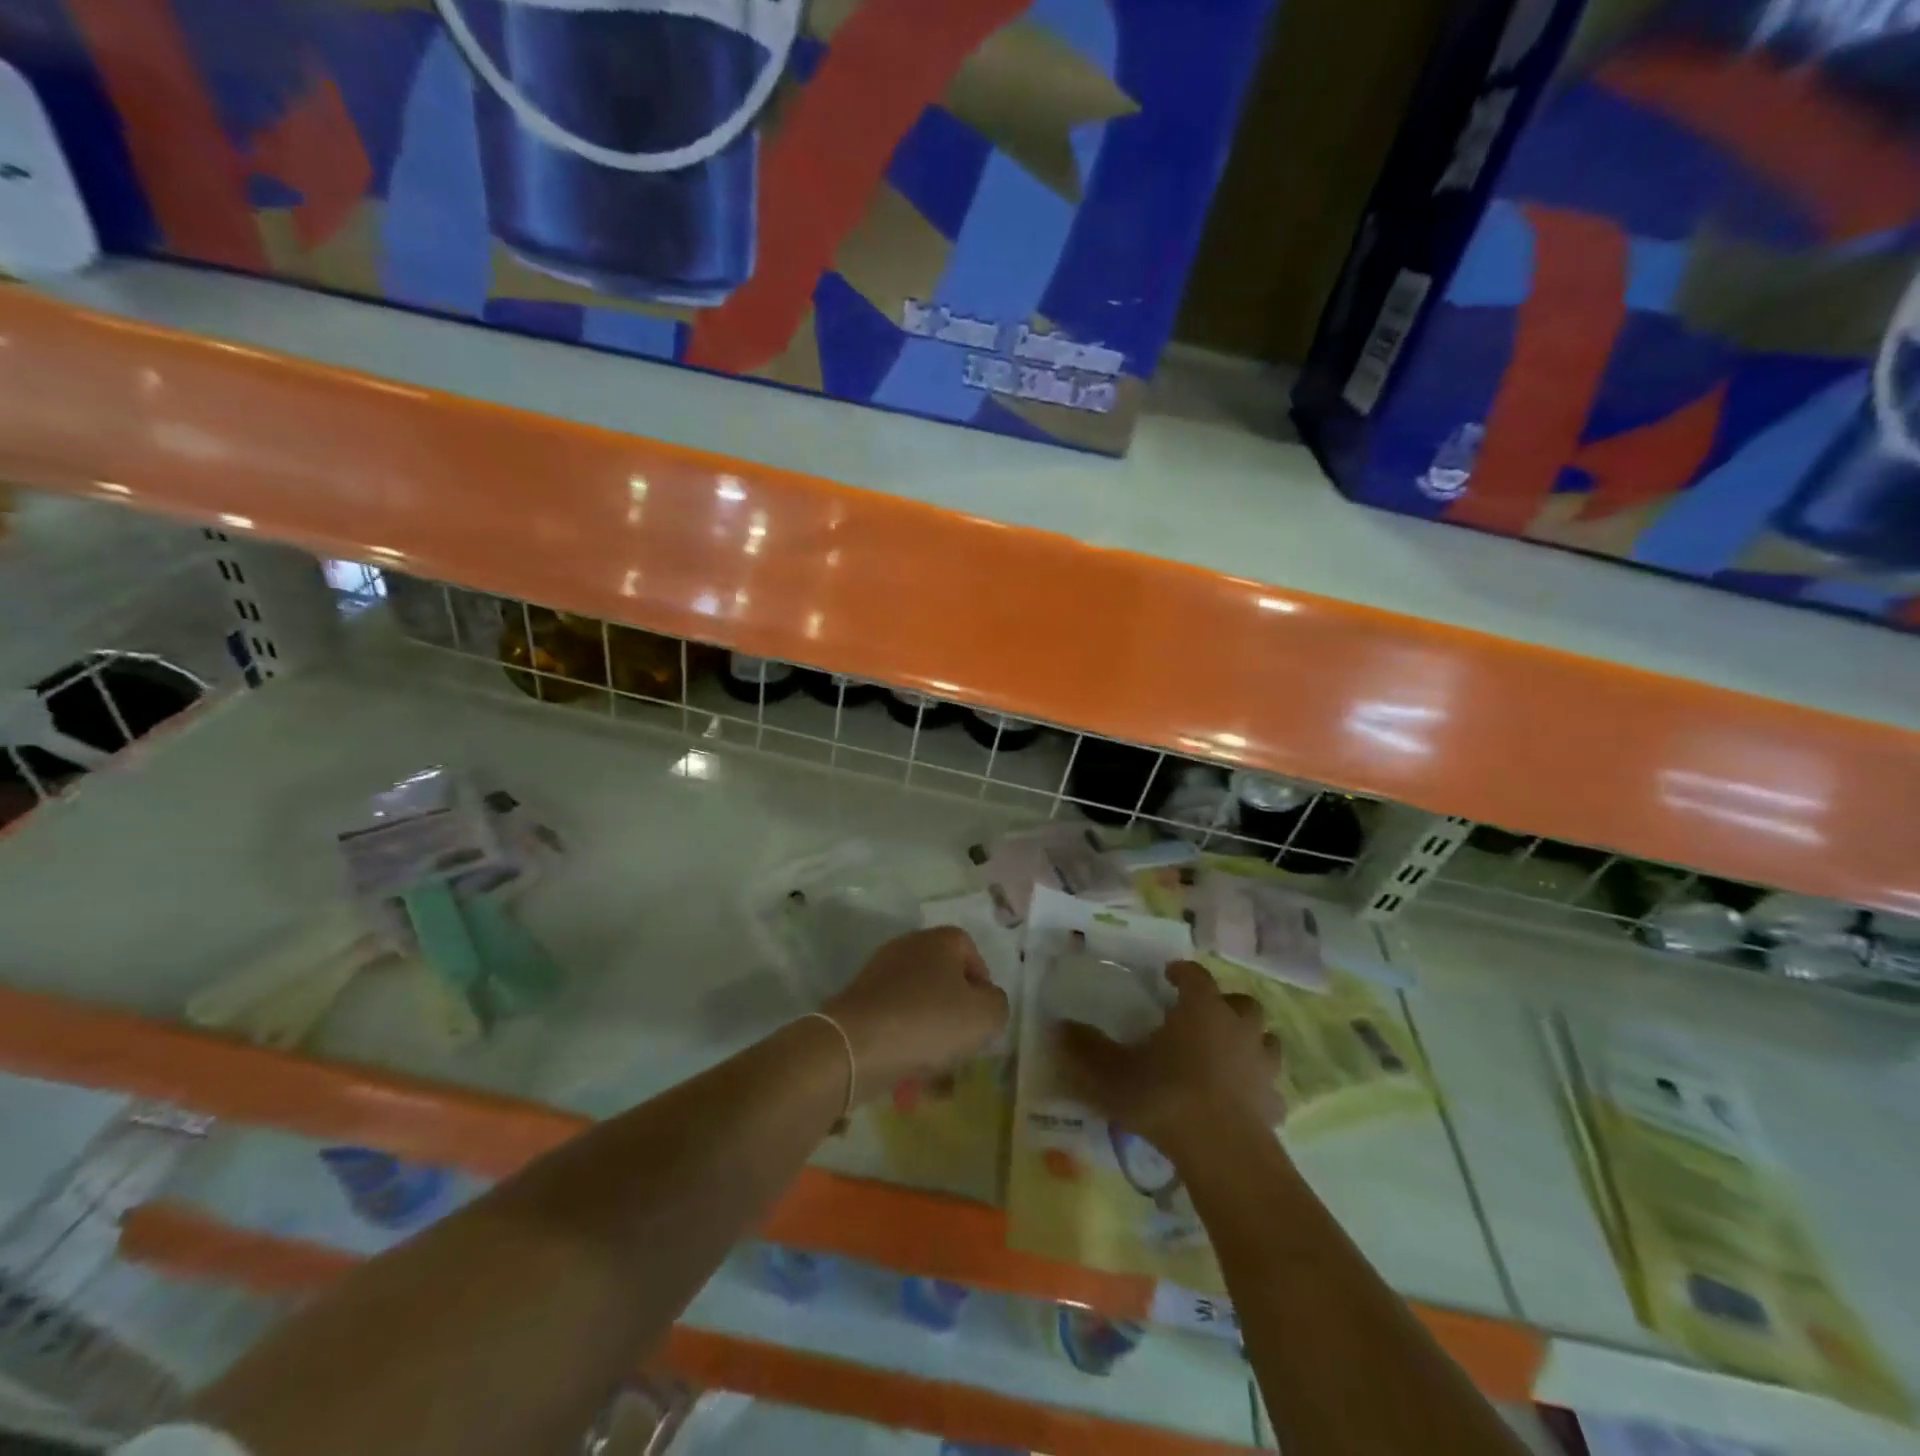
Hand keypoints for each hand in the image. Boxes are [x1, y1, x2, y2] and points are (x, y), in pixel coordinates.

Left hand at [824, 927, 1008, 1103]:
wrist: (854, 1045)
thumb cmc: (928, 1022)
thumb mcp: (985, 1016)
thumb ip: (997, 1004)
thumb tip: (987, 1001)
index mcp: (938, 940)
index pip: (970, 950)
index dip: (982, 983)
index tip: (983, 1016)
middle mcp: (907, 946)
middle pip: (942, 976)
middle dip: (955, 1009)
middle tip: (962, 1041)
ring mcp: (879, 972)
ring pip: (918, 1001)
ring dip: (930, 1029)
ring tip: (936, 1066)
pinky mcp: (859, 1000)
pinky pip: (893, 1018)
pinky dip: (904, 1040)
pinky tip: (909, 1070)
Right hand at [1056, 960, 1282, 1157]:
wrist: (1223, 1152)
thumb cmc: (1166, 1097)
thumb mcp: (1112, 1072)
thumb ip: (1085, 1048)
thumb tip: (1057, 1027)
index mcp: (1202, 1008)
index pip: (1196, 975)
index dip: (1182, 971)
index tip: (1169, 975)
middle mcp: (1237, 1027)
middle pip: (1242, 1003)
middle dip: (1225, 1005)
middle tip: (1202, 1016)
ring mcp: (1262, 1066)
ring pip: (1265, 1040)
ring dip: (1249, 1041)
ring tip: (1228, 1053)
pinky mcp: (1274, 1103)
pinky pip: (1271, 1086)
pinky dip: (1260, 1087)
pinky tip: (1244, 1099)